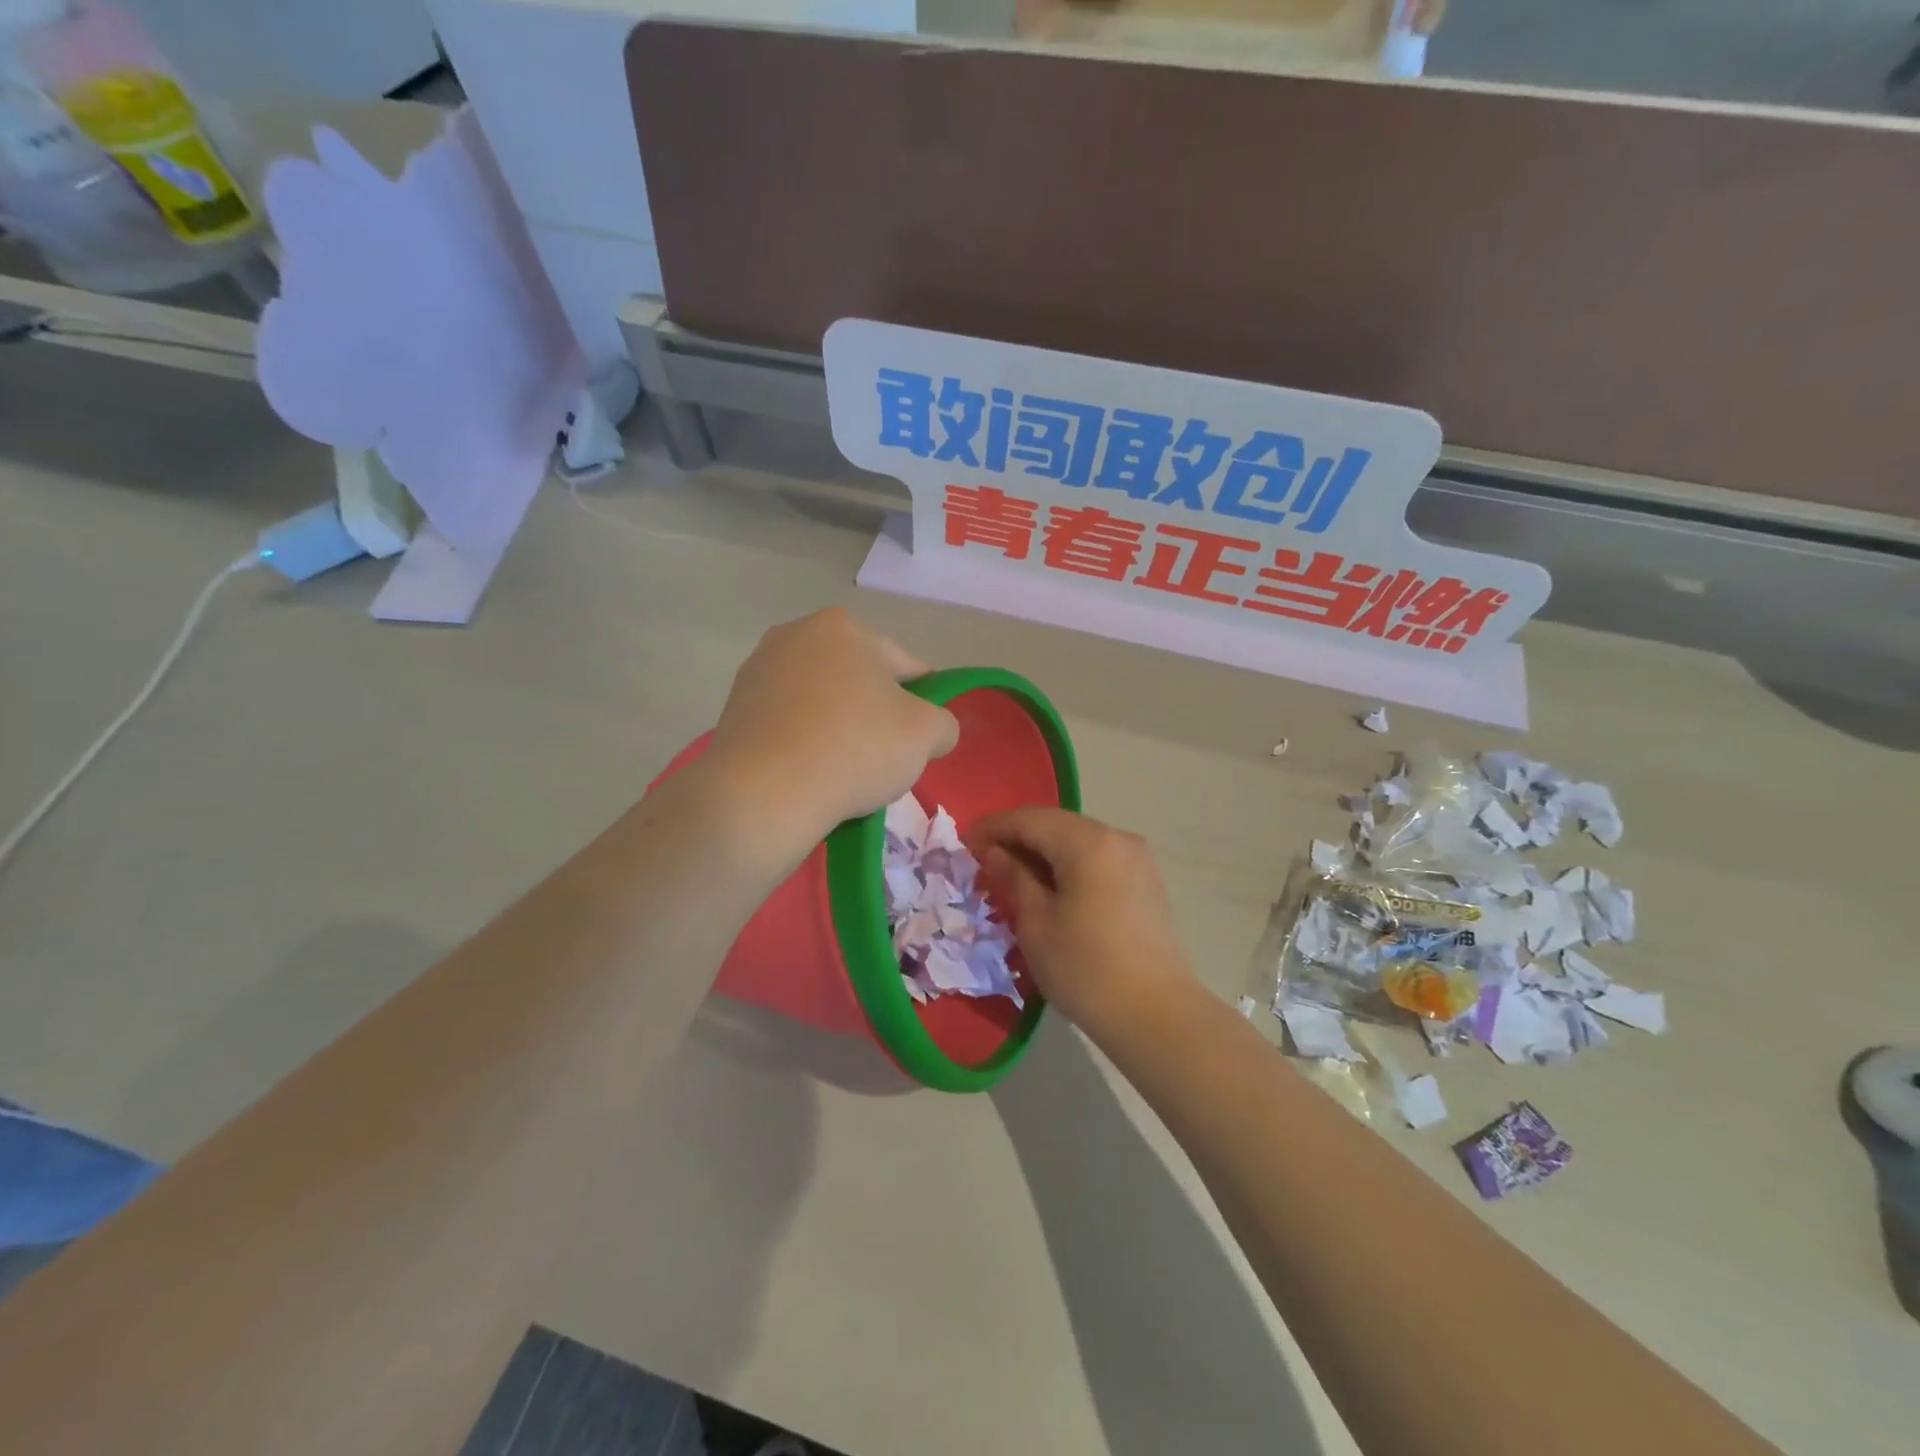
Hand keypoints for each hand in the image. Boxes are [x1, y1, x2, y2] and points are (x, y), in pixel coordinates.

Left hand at [705, 610, 959, 856]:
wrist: (763, 794)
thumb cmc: (853, 750)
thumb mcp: (926, 735)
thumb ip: (944, 723)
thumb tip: (934, 730)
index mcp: (844, 627)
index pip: (905, 667)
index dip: (922, 703)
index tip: (921, 739)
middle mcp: (796, 634)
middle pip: (859, 680)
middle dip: (875, 714)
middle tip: (883, 758)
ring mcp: (759, 670)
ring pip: (822, 702)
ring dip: (839, 727)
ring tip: (844, 771)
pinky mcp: (734, 707)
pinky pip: (790, 723)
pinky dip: (805, 742)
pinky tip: (811, 773)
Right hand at [967, 808, 1197, 1039]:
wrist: (1157, 1015)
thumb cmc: (1086, 969)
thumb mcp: (1036, 922)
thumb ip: (1013, 877)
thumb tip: (993, 852)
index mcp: (1088, 842)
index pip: (1029, 819)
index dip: (993, 827)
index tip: (964, 844)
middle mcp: (1117, 837)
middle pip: (1056, 825)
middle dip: (1018, 838)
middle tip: (984, 861)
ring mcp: (1137, 858)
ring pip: (1078, 841)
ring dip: (1043, 852)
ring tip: (1013, 876)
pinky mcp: (1146, 881)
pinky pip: (1097, 859)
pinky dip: (1069, 865)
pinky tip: (1050, 888)